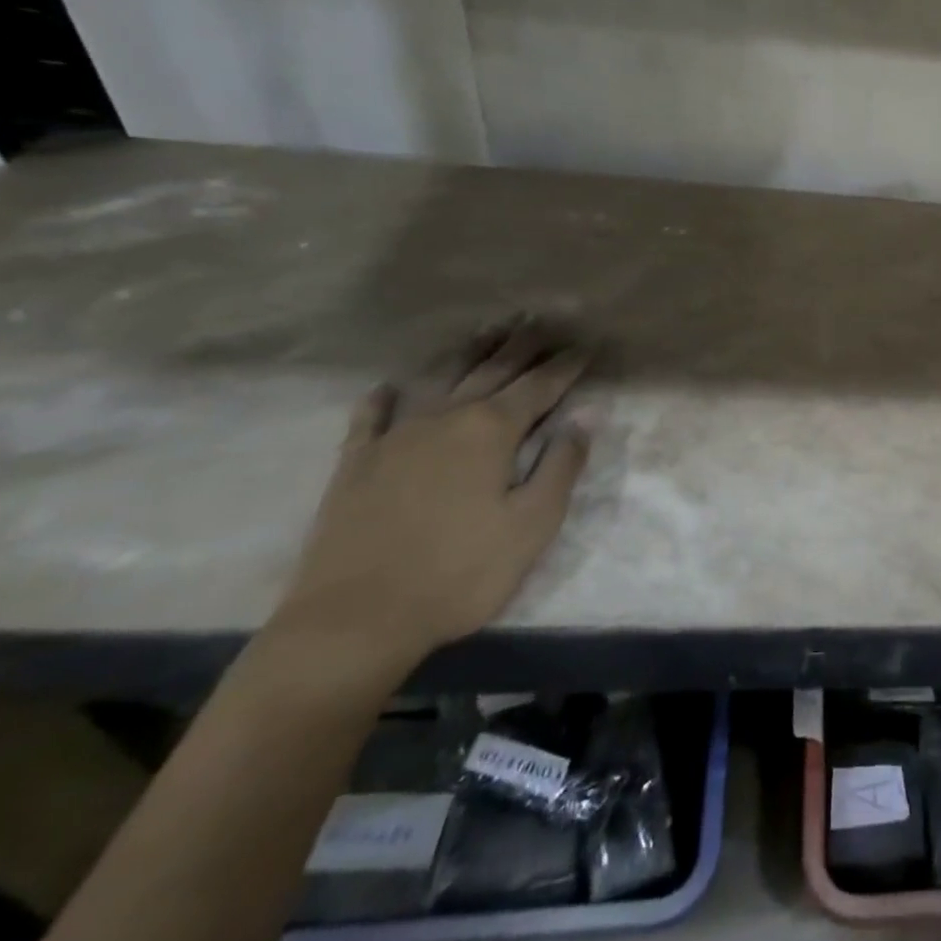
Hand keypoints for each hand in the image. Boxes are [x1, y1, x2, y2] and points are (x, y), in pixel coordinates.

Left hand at [270, 321, 595, 673]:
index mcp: (491, 431)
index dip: (566, 365)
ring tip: (489, 329)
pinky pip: (371, 415)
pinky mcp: (356, 462)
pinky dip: (385, 396)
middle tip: (542, 320)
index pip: (539, 386)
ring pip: (440, 378)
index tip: (586, 345)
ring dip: (468, 351)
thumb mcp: (532, 525)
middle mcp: (446, 418)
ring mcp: (396, 436)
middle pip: (492, 370)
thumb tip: (585, 415)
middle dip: (522, 344)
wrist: (354, 620)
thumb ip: (562, 465)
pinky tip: (391, 386)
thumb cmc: (460, 573)